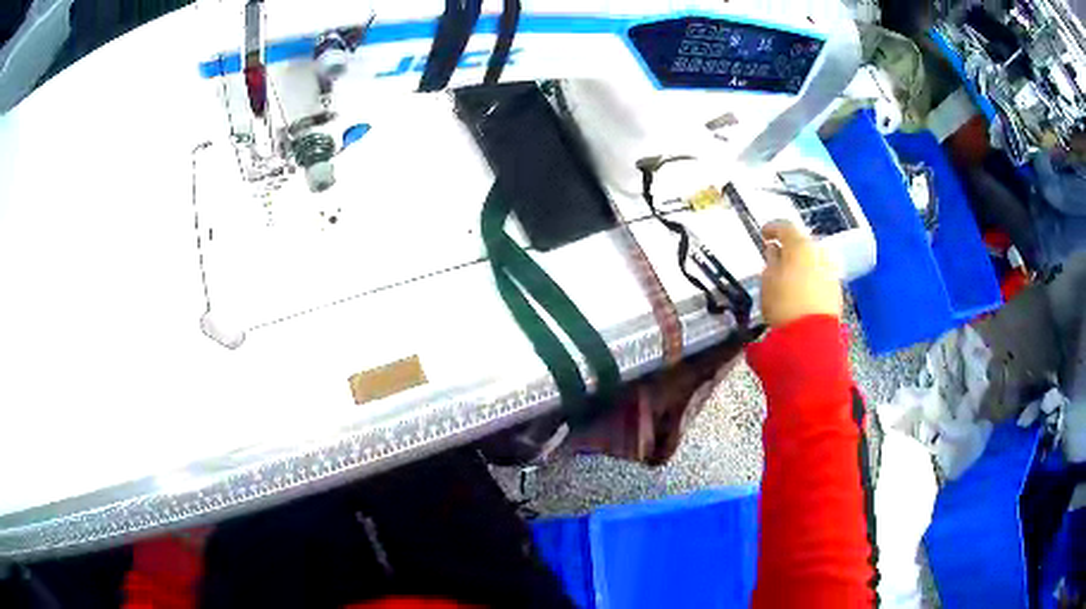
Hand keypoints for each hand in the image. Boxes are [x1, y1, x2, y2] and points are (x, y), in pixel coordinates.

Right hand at [759, 220, 842, 327]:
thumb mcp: (767, 281)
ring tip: (789, 276)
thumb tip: (774, 251)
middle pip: (802, 244)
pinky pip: (820, 276)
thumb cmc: (783, 304)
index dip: (772, 228)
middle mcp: (819, 253)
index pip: (786, 227)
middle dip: (789, 248)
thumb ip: (771, 261)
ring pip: (813, 260)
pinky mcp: (836, 291)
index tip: (763, 235)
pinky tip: (801, 290)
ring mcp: (831, 271)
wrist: (811, 338)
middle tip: (776, 257)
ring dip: (801, 264)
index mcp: (800, 245)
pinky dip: (810, 278)